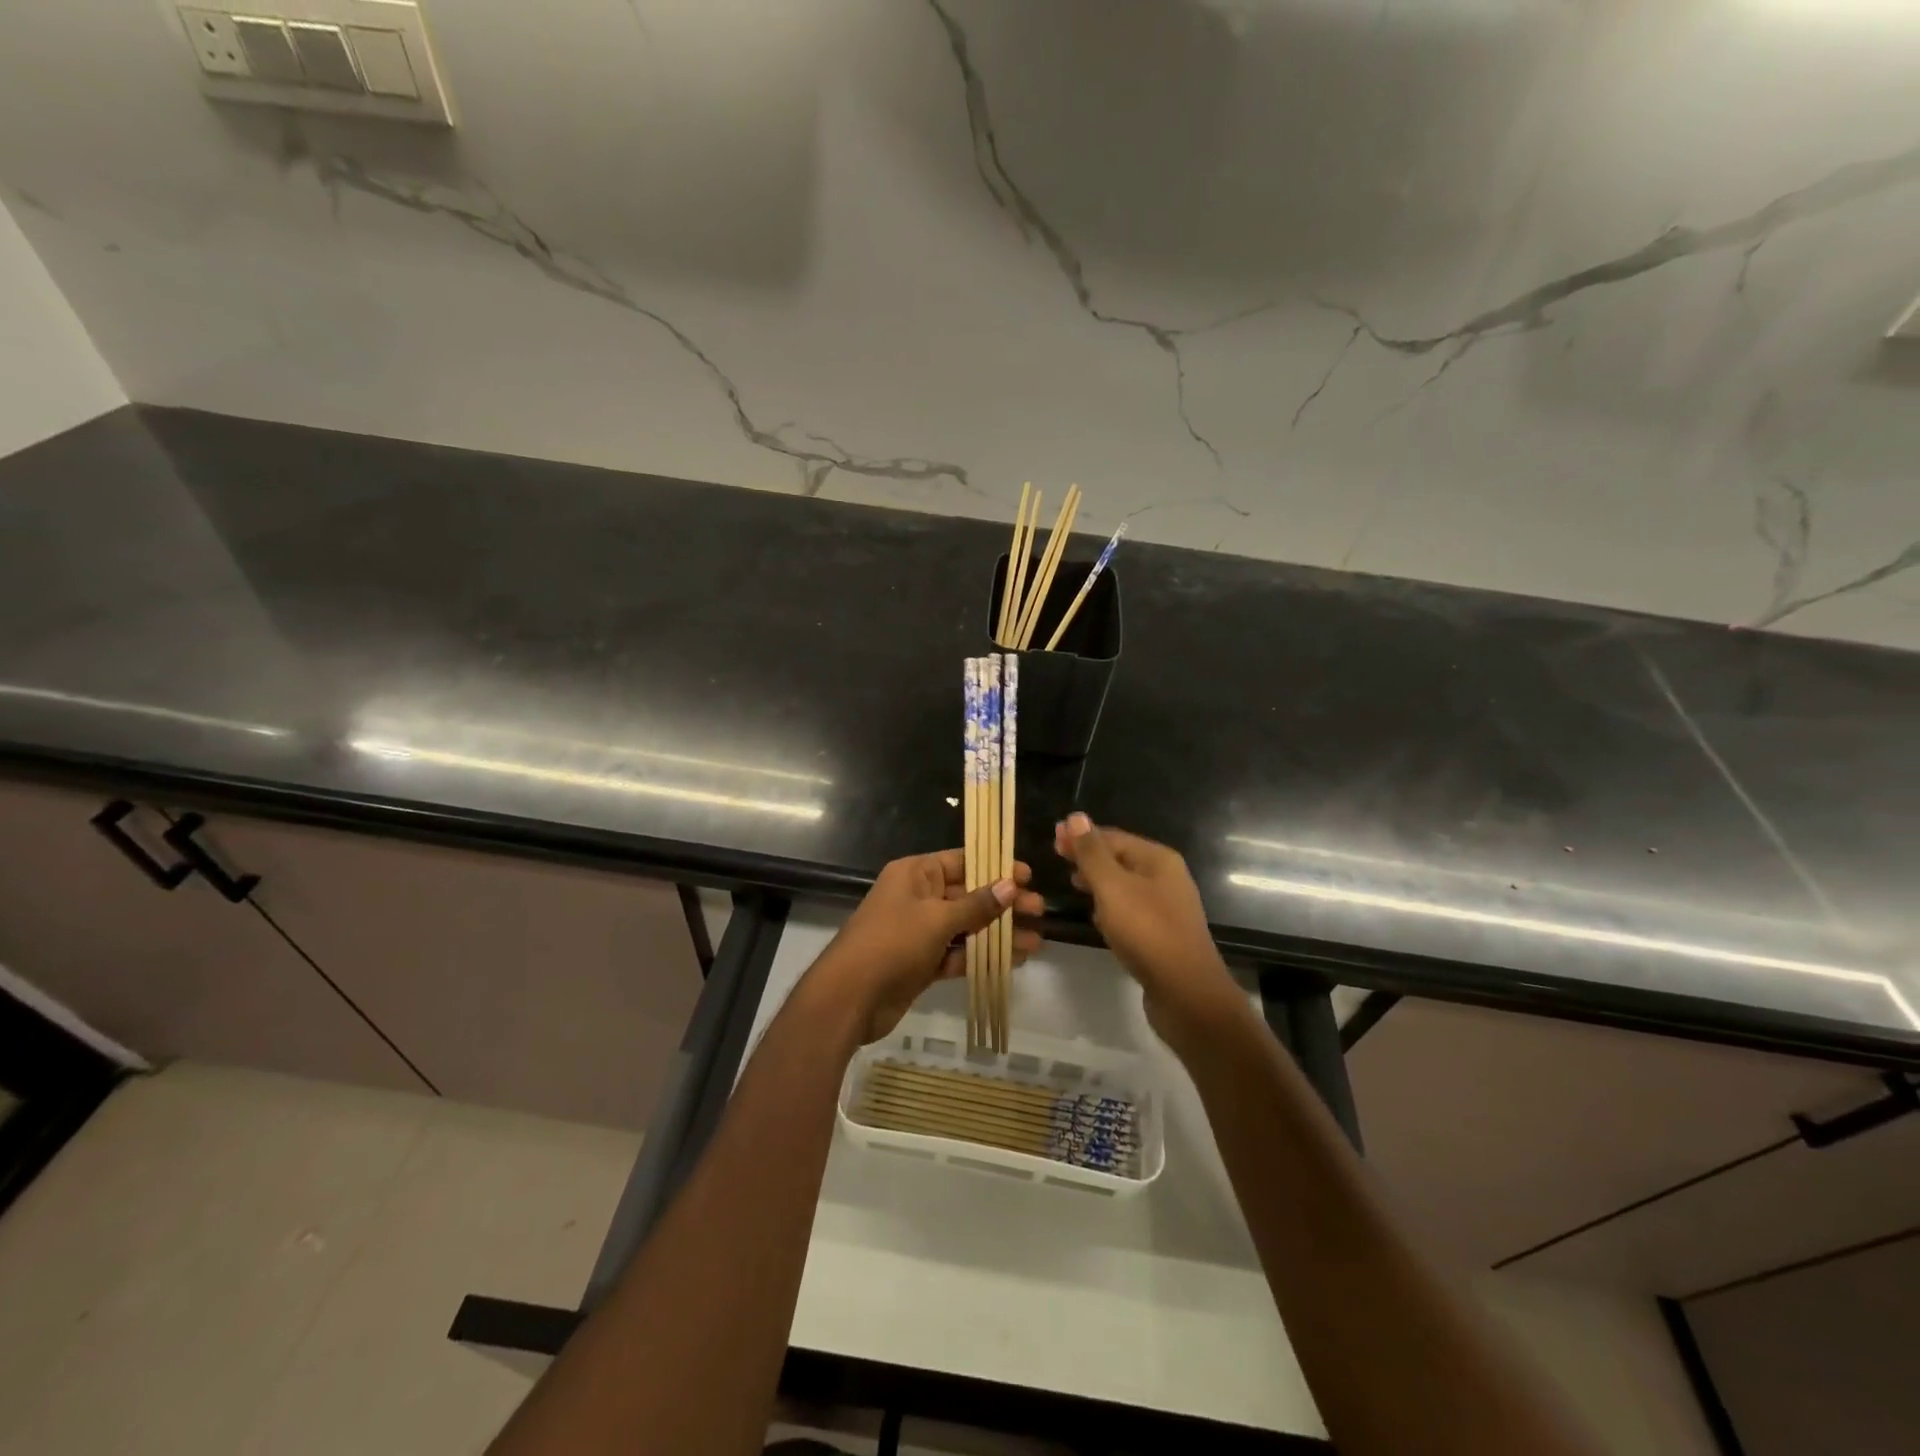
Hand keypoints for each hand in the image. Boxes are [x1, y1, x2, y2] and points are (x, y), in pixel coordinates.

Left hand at [809, 849, 1044, 1043]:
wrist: (849, 998)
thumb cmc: (892, 943)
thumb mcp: (937, 919)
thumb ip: (976, 904)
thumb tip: (1010, 885)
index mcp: (916, 874)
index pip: (962, 861)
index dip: (995, 867)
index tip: (1027, 876)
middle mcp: (918, 897)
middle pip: (968, 894)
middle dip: (1003, 904)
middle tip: (1039, 912)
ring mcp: (919, 931)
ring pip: (966, 926)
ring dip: (998, 934)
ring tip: (1035, 942)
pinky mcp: (922, 962)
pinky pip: (957, 953)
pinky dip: (981, 956)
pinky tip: (1012, 961)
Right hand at [1054, 813, 1245, 1051]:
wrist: (1186, 994)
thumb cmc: (1147, 932)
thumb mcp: (1113, 887)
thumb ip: (1092, 853)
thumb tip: (1076, 816)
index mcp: (1158, 859)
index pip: (1113, 837)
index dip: (1082, 836)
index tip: (1052, 839)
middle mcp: (1166, 878)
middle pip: (1121, 858)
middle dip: (1089, 857)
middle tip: (1057, 859)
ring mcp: (1166, 908)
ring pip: (1125, 886)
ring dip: (1098, 882)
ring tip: (1071, 885)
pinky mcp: (1161, 935)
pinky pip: (1131, 911)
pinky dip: (1111, 908)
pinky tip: (1096, 918)